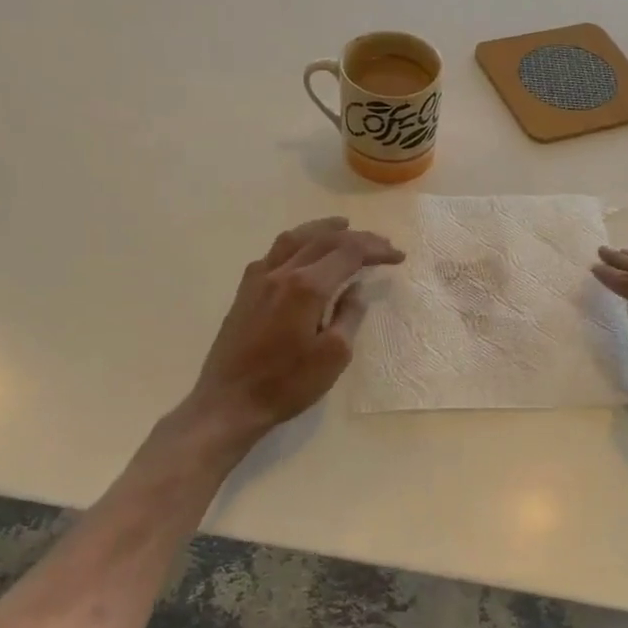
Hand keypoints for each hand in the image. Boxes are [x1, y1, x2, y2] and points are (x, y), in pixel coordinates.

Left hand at [181, 217, 403, 444]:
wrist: (229, 401)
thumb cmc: (287, 383)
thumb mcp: (334, 355)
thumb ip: (349, 315)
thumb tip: (356, 289)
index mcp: (307, 287)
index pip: (349, 253)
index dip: (376, 250)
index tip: (398, 257)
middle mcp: (282, 272)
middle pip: (324, 240)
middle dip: (357, 237)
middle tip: (381, 243)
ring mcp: (259, 278)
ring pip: (294, 238)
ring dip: (322, 229)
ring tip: (342, 226)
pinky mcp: (245, 291)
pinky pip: (273, 253)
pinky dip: (296, 244)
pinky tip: (302, 252)